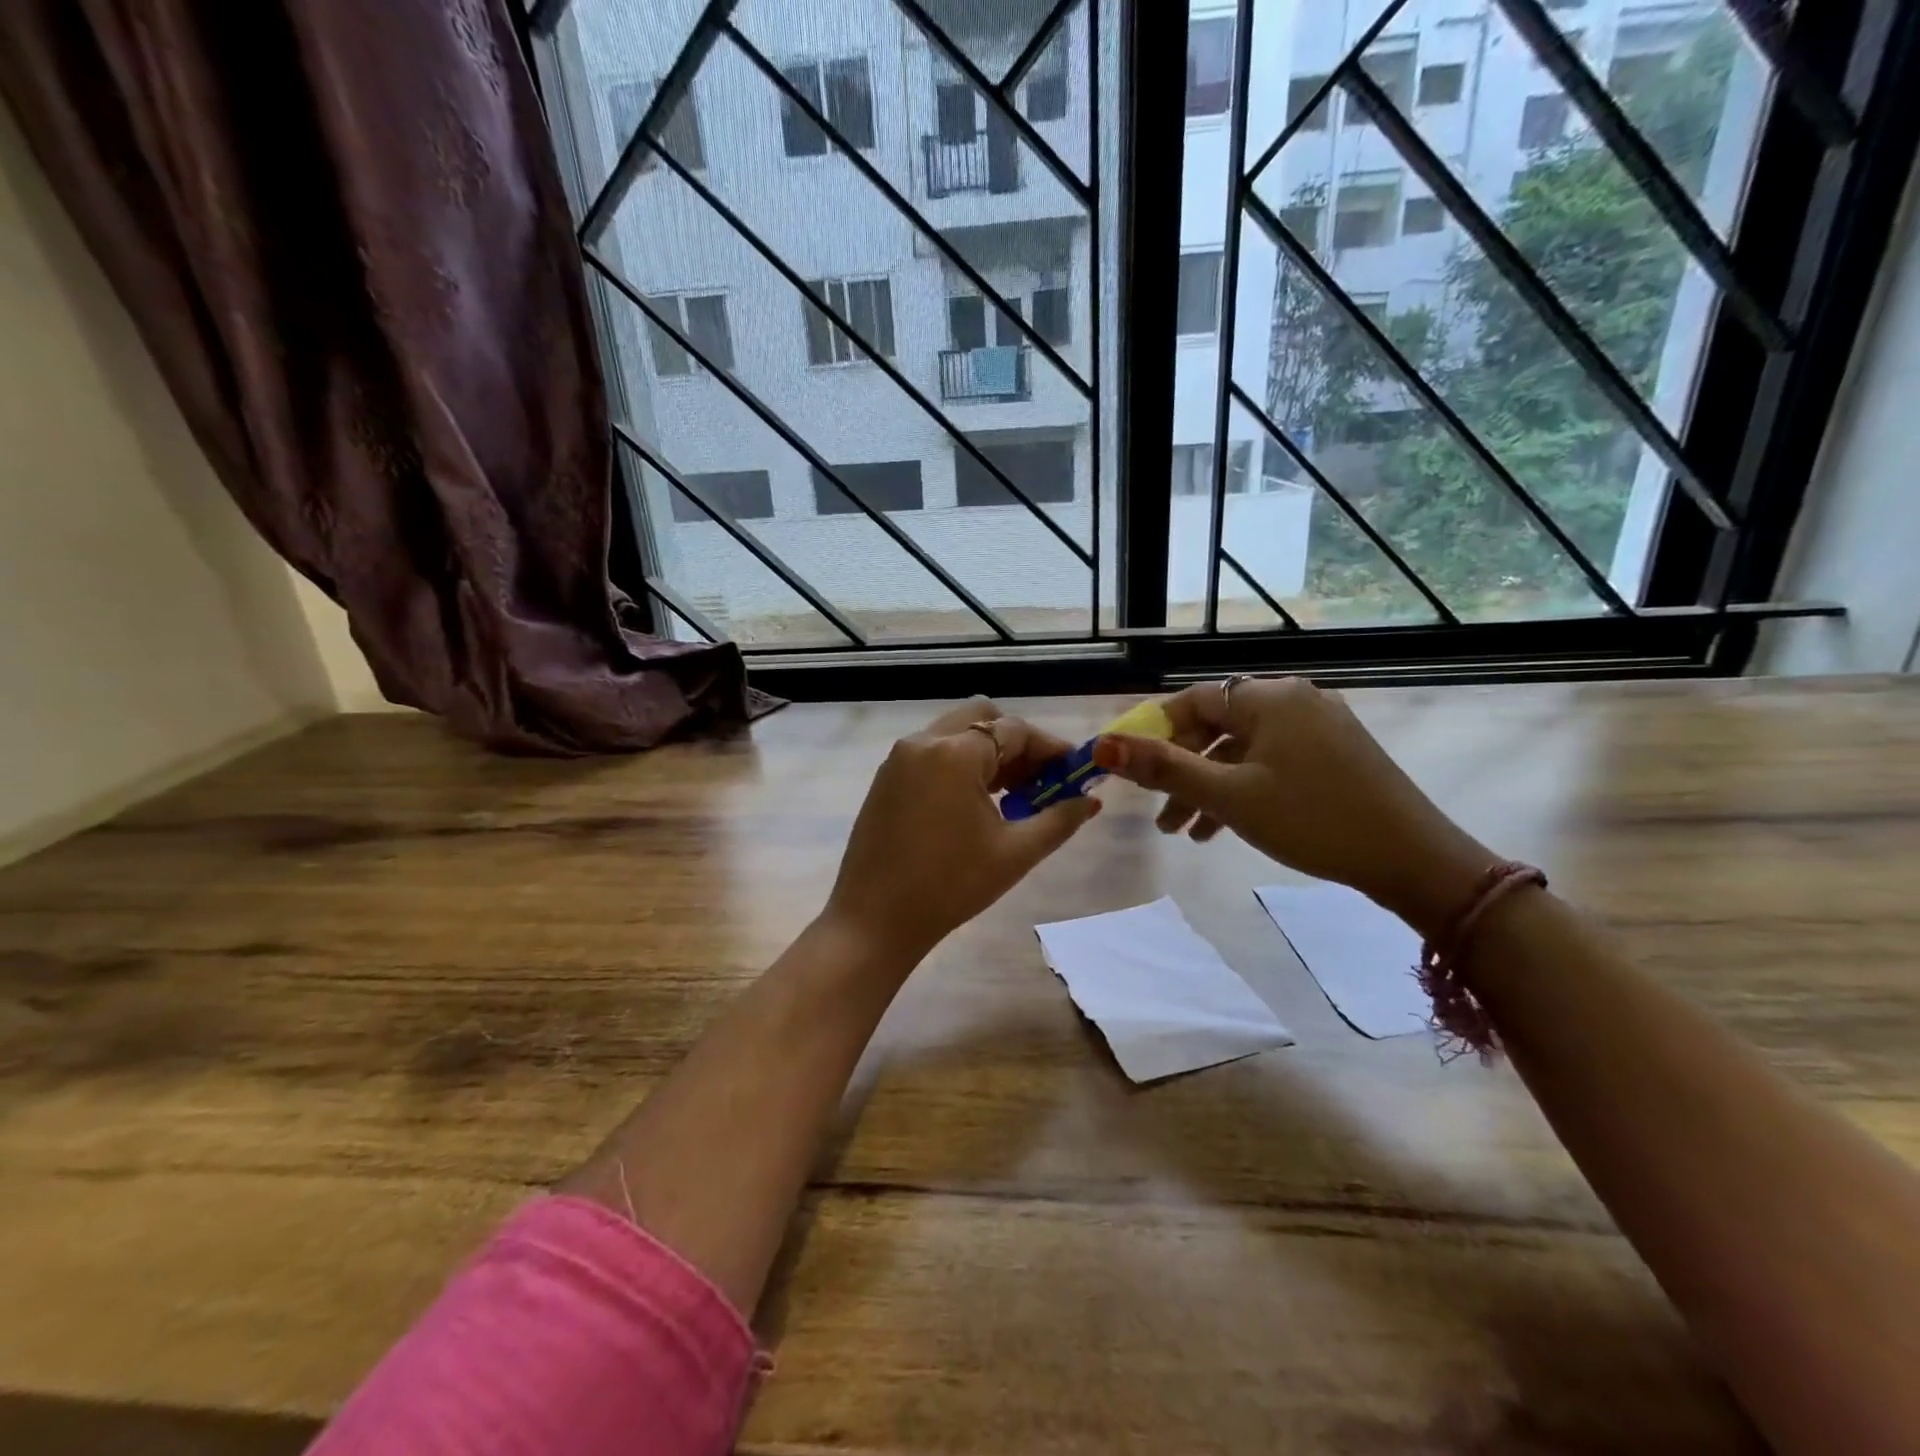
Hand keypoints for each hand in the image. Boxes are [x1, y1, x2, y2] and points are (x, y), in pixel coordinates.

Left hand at [823, 699, 1100, 967]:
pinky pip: (932, 753)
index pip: (1015, 730)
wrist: (874, 920)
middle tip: (1040, 780)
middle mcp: (923, 742)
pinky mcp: (886, 778)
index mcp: (954, 753)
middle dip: (1017, 743)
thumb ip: (1058, 820)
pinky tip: (975, 803)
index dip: (1050, 748)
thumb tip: (1090, 801)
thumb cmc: (950, 886)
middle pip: (982, 719)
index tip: (1074, 772)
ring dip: (988, 753)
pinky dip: (960, 764)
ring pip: (955, 734)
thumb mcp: (1014, 854)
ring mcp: (898, 758)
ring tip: (1014, 796)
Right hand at [1091, 678, 1492, 936]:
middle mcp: (1293, 699)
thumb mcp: (1229, 796)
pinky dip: (1242, 789)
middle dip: (1181, 771)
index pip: (1191, 701)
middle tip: (1158, 814)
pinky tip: (1223, 828)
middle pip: (1216, 726)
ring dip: (1208, 787)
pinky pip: (1271, 761)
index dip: (1154, 733)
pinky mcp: (1334, 752)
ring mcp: (1318, 725)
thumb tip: (1102, 745)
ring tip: (1185, 833)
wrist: (1412, 858)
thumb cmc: (1312, 819)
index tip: (1130, 770)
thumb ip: (1163, 768)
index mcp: (1267, 698)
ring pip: (1242, 750)